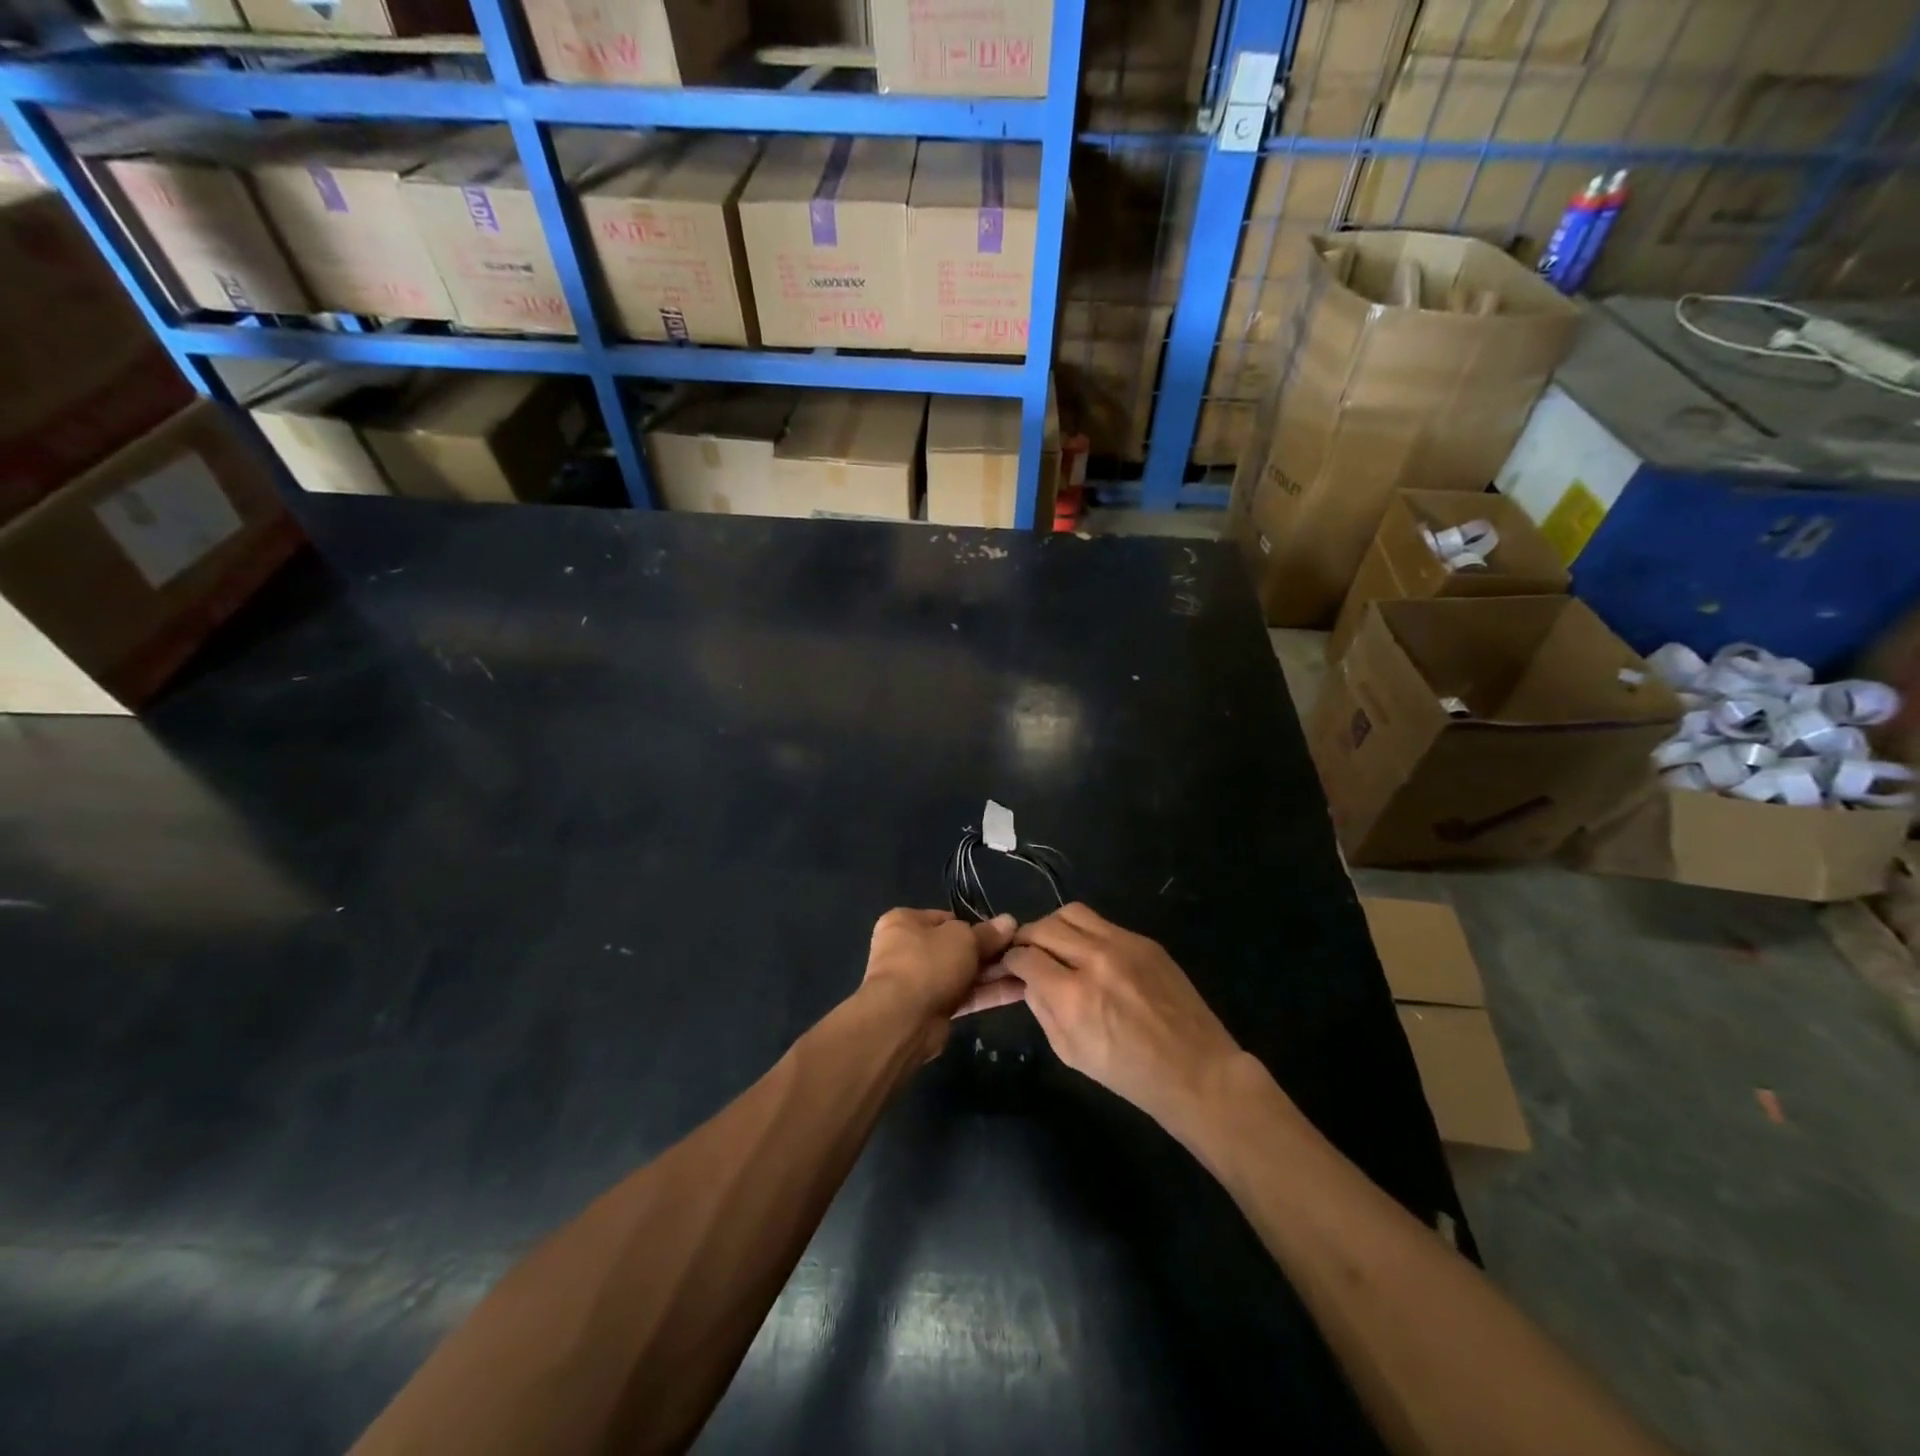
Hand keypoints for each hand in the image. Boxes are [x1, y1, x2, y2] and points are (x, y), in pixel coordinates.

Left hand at [861, 908, 1018, 1059]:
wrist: (903, 1019)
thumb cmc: (928, 962)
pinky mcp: (931, 1010)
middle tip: (1021, 952)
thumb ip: (987, 933)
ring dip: (993, 973)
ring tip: (1028, 971)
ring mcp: (919, 982)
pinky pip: (964, 996)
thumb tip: (1009, 922)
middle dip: (988, 952)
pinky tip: (1020, 991)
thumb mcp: (963, 939)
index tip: (1002, 932)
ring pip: (962, 973)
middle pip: (956, 947)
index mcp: (905, 922)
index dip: (975, 925)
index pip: (946, 918)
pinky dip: (988, 993)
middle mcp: (908, 949)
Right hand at [1003, 904, 1241, 1133]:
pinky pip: (1102, 923)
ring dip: (1053, 926)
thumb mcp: (1070, 1052)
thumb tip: (1028, 980)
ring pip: (1071, 913)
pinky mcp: (1145, 941)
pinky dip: (1085, 932)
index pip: (1024, 956)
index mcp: (1073, 996)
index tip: (1009, 967)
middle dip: (1026, 939)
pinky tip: (1088, 953)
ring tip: (1054, 946)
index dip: (1009, 961)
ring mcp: (1123, 944)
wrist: (1195, 1070)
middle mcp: (1095, 960)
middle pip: (1043, 927)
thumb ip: (1043, 1009)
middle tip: (1026, 954)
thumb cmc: (1129, 1074)